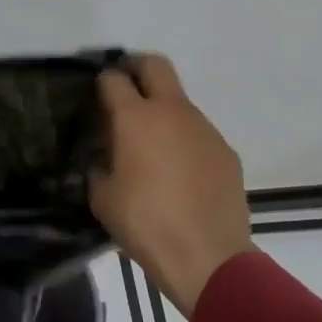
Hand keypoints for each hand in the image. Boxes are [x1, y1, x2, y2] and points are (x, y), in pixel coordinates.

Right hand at [91, 54, 252, 314]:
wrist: (208, 257)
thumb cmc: (145, 224)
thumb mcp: (103, 198)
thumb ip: (99, 166)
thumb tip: (104, 157)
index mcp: (135, 118)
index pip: (113, 79)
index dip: (101, 82)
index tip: (95, 98)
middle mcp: (172, 111)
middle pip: (155, 64)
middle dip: (136, 68)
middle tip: (124, 91)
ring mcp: (204, 128)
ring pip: (179, 101)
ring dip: (162, 111)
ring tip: (151, 147)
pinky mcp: (225, 150)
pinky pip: (198, 133)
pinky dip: (184, 140)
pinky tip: (179, 173)